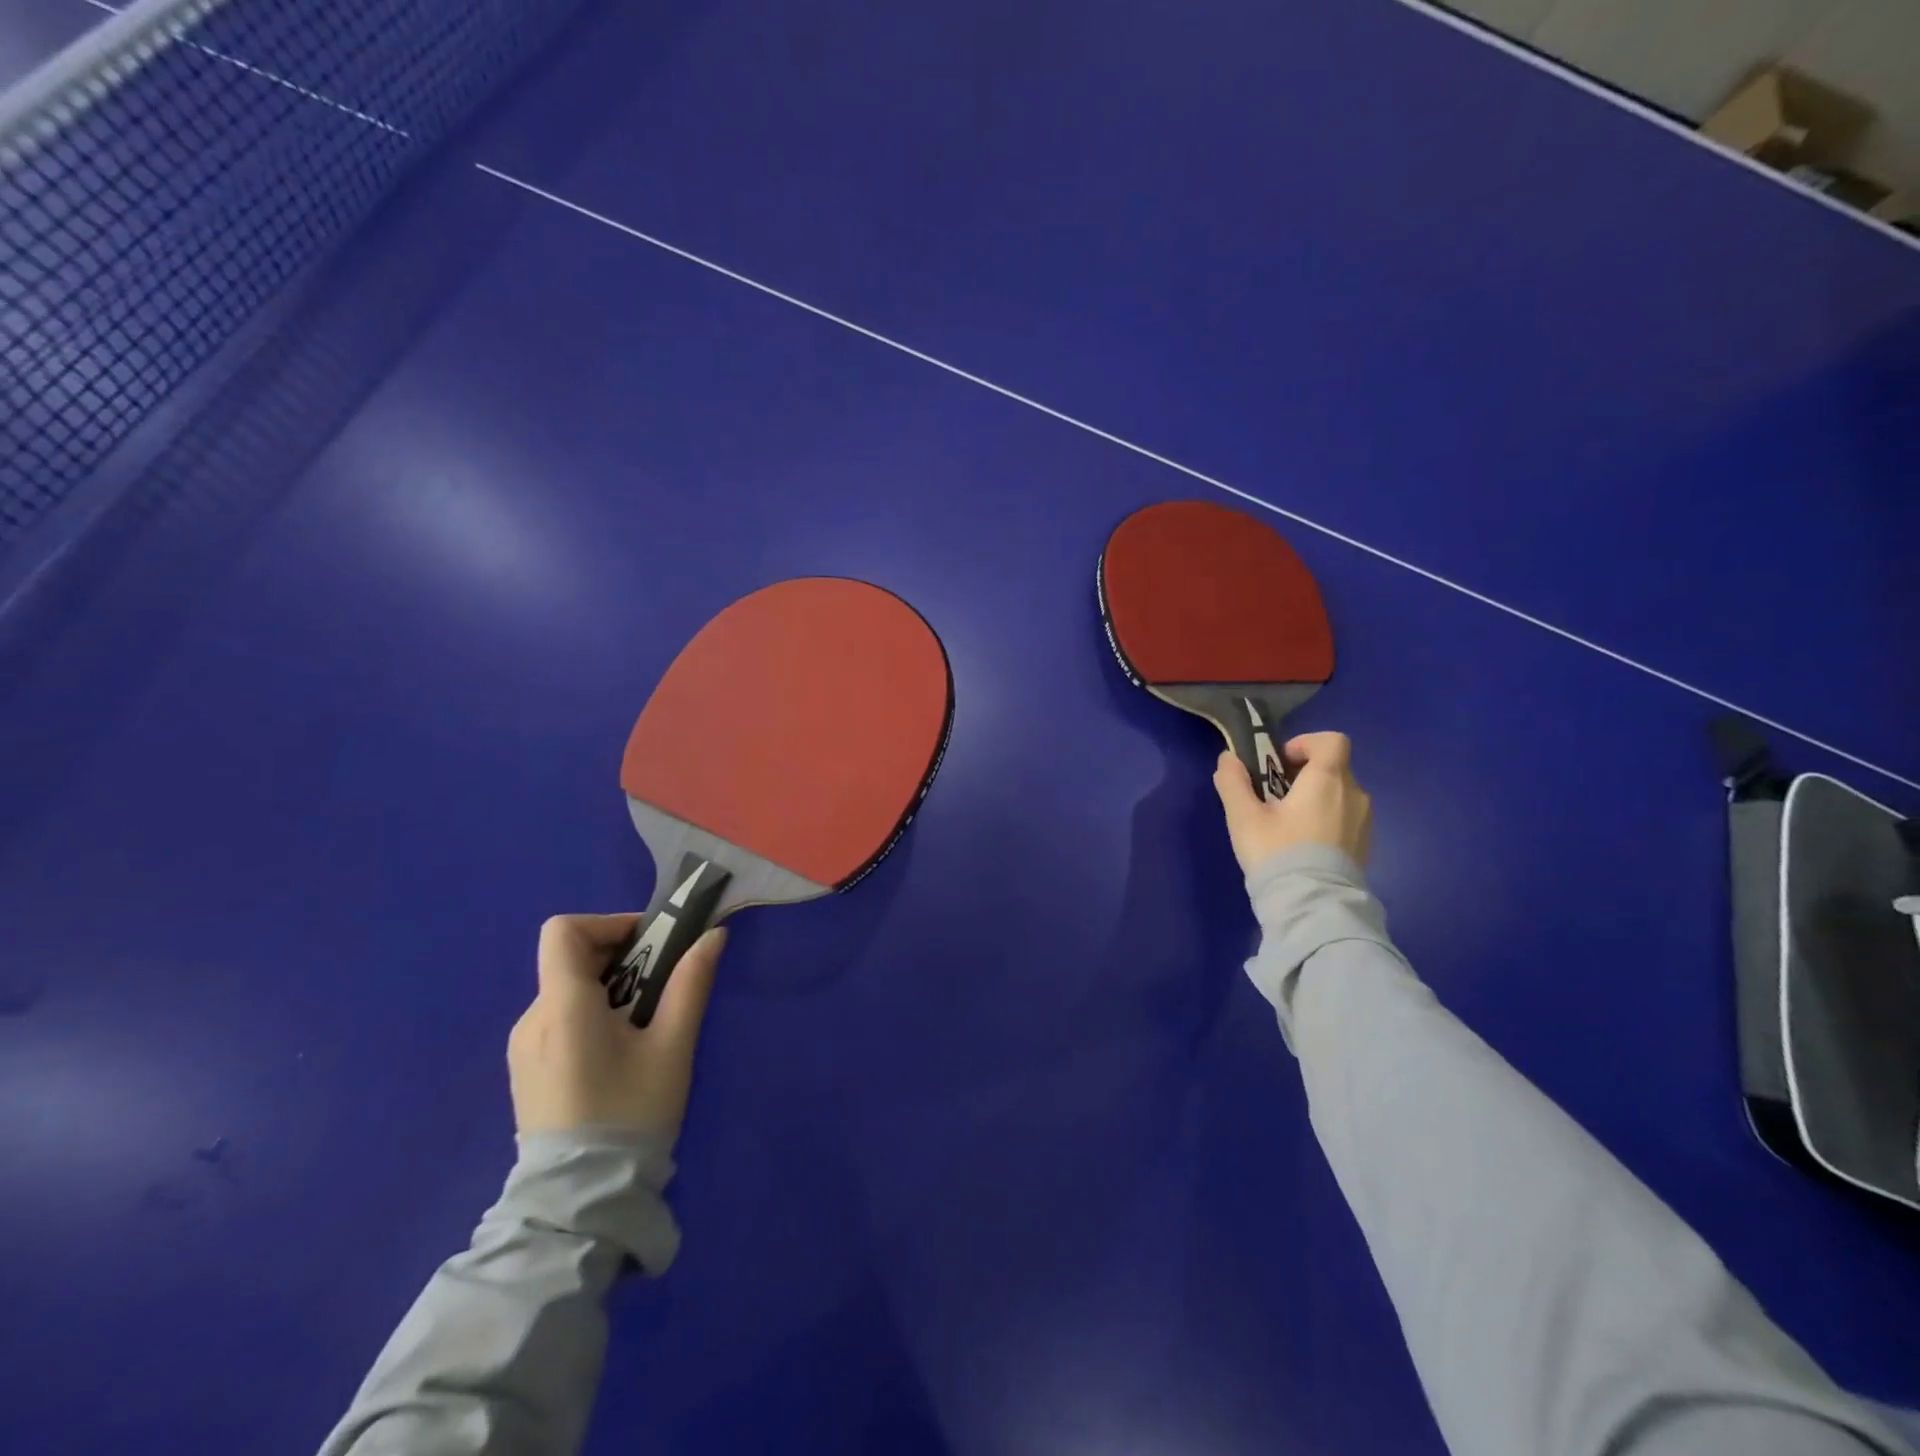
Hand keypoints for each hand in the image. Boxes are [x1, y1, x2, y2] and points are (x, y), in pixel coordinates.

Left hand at [507, 914, 725, 1139]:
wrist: (580, 1202)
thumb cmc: (631, 1113)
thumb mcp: (672, 1046)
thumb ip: (691, 983)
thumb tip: (713, 935)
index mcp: (563, 1007)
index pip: (564, 930)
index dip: (608, 923)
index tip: (649, 945)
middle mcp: (532, 1018)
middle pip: (571, 958)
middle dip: (621, 957)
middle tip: (661, 987)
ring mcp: (523, 1047)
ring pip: (567, 988)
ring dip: (609, 987)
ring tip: (645, 1025)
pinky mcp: (525, 1069)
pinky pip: (558, 1017)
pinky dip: (591, 1012)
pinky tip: (618, 1051)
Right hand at [1213, 730, 1371, 872]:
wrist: (1313, 905)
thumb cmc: (1278, 852)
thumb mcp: (1244, 817)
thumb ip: (1234, 783)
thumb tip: (1228, 758)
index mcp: (1327, 780)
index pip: (1332, 741)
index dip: (1306, 743)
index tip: (1280, 763)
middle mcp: (1354, 794)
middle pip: (1333, 768)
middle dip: (1304, 775)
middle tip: (1274, 799)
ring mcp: (1364, 822)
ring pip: (1340, 795)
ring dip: (1316, 799)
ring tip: (1287, 826)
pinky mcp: (1366, 846)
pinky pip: (1346, 819)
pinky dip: (1327, 821)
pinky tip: (1303, 846)